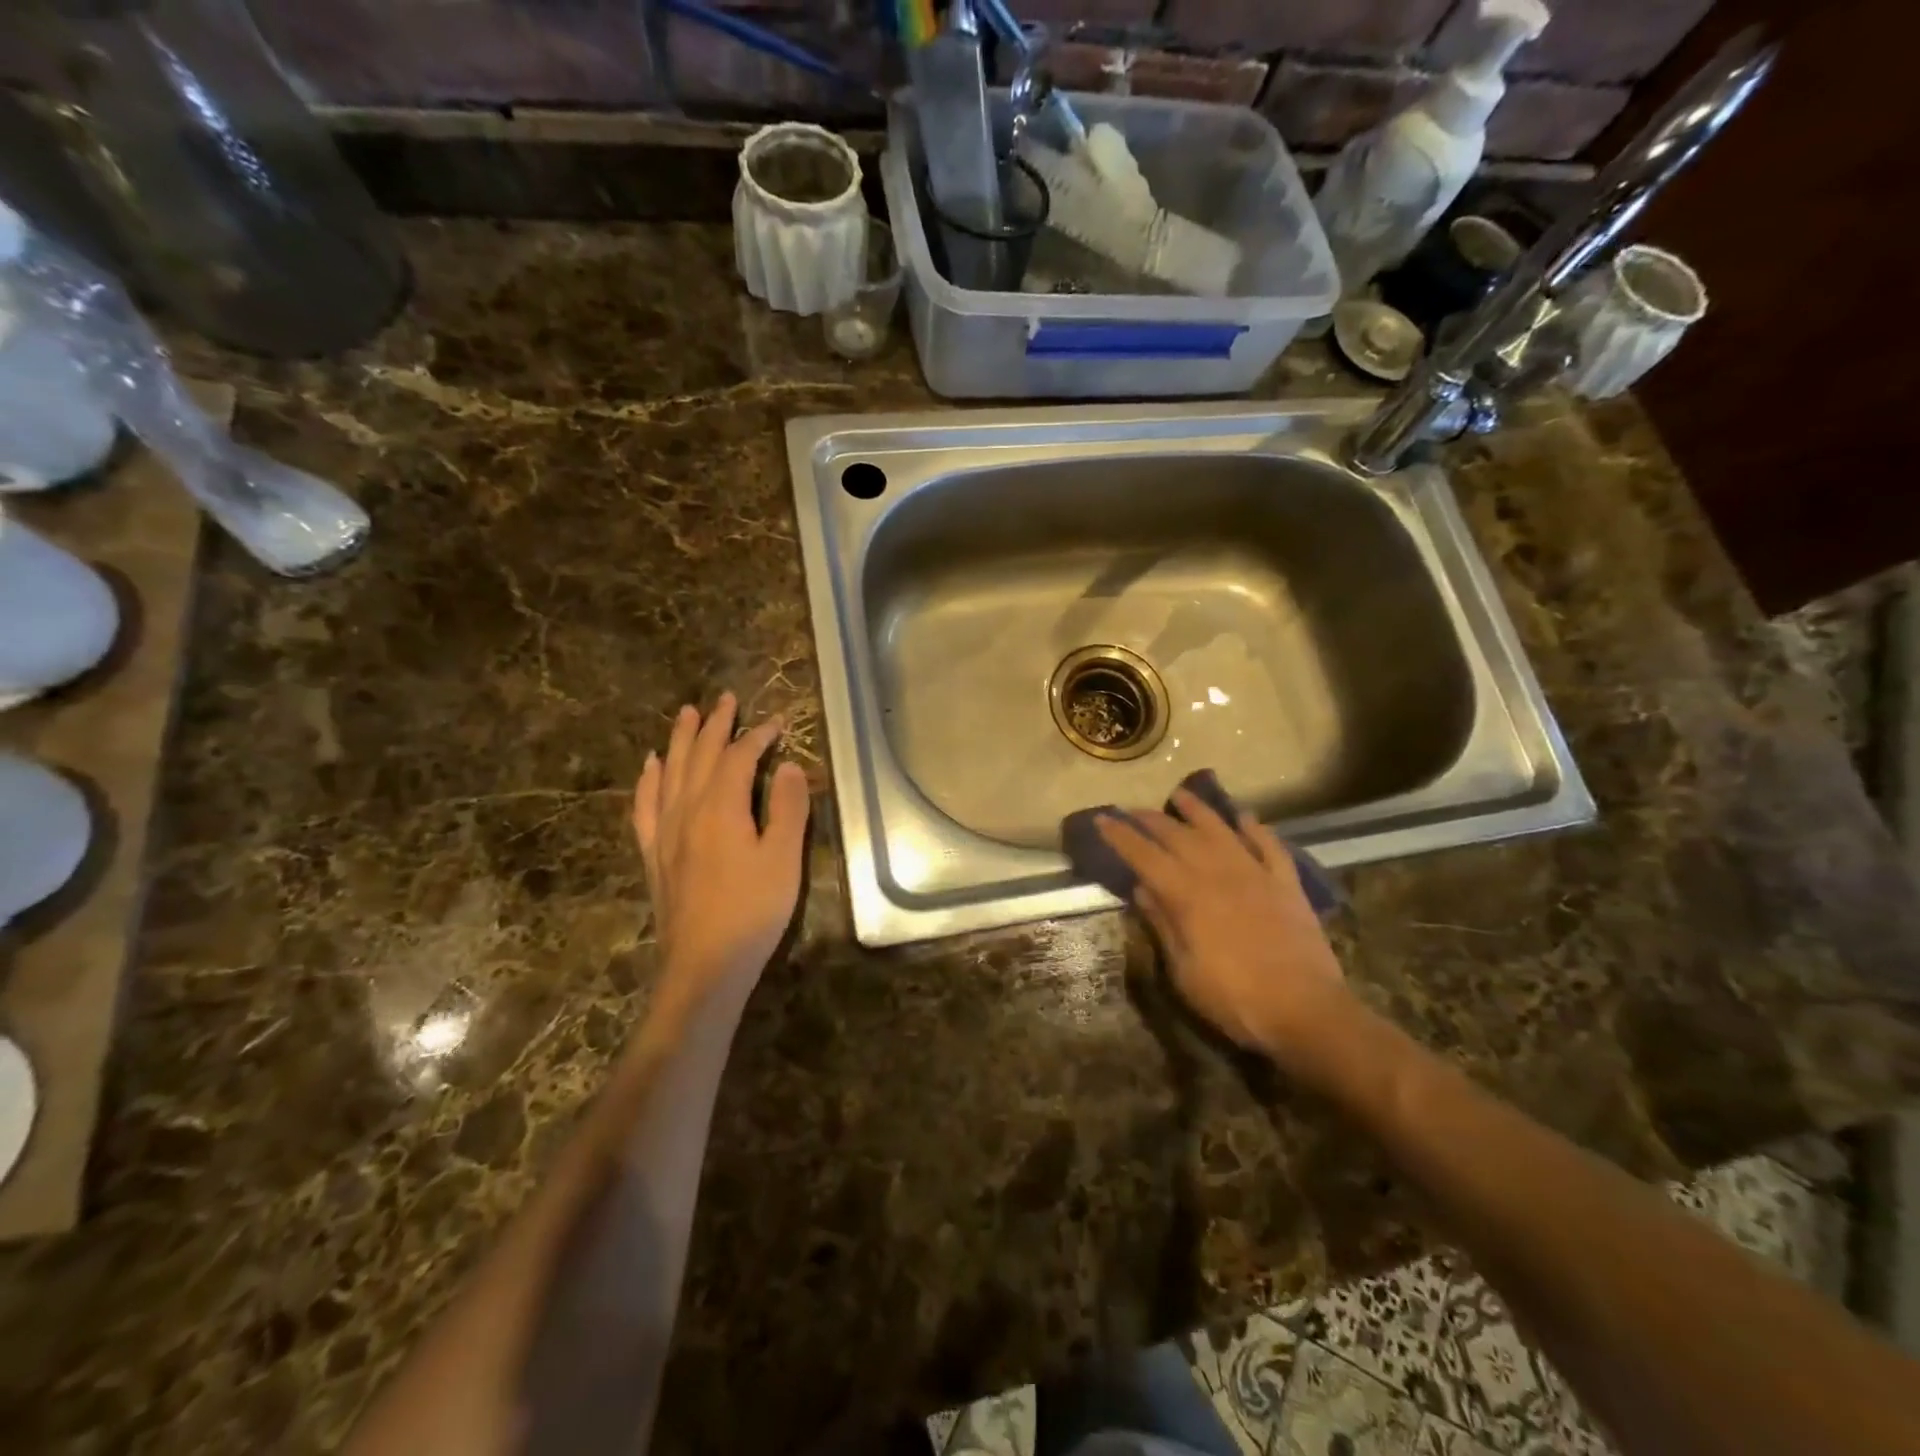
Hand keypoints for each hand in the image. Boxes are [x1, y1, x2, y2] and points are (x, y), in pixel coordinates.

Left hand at [633, 693, 810, 1006]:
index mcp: (720, 808)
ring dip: (680, 741)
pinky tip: (651, 767)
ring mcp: (665, 832)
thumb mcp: (784, 859)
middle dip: (715, 725)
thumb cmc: (753, 911)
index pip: (738, 758)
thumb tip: (786, 766)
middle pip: (699, 756)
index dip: (758, 737)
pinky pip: (645, 806)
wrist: (705, 965)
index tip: (778, 722)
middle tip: (725, 699)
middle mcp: (686, 810)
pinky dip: (648, 780)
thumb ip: (787, 808)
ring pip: (670, 773)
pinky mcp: (654, 854)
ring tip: (686, 714)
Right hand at [1096, 788, 1355, 1063]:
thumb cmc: (1235, 1000)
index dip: (1121, 836)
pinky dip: (1256, 828)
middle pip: (1179, 836)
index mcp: (1187, 895)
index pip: (1144, 856)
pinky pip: (1269, 846)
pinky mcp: (1286, 884)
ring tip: (1181, 795)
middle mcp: (1218, 873)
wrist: (1307, 1011)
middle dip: (1151, 820)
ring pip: (1221, 830)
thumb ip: (1164, 925)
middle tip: (1133, 810)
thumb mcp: (1185, 972)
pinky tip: (1245, 818)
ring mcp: (1256, 874)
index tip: (1102, 818)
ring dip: (1199, 810)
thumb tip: (1143, 889)